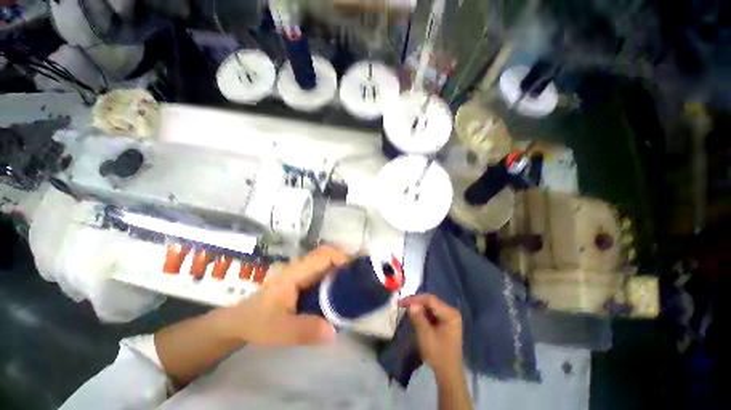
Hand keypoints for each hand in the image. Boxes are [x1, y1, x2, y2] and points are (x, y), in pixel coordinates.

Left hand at [220, 246, 348, 345]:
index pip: (324, 256)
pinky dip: (335, 278)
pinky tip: (341, 292)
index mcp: (296, 272)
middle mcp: (301, 268)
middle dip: (346, 262)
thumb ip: (304, 330)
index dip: (342, 259)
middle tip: (361, 277)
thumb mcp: (279, 330)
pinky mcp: (302, 281)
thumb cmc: (257, 322)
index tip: (358, 272)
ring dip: (342, 269)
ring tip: (356, 283)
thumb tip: (334, 332)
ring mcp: (302, 274)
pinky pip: (323, 274)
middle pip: (328, 256)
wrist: (239, 322)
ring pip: (326, 264)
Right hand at [400, 294, 463, 377]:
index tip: (401, 302)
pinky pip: (431, 312)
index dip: (415, 299)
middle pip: (430, 301)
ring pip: (430, 306)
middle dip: (415, 302)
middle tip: (401, 304)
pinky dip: (422, 313)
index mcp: (450, 314)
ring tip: (405, 308)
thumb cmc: (438, 354)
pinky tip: (414, 315)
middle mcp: (451, 312)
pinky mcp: (445, 321)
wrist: (448, 373)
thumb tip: (410, 304)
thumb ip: (418, 318)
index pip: (430, 300)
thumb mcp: (426, 336)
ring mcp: (449, 316)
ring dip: (418, 307)